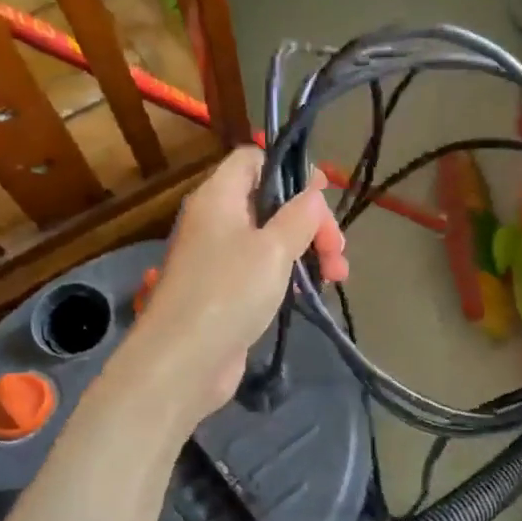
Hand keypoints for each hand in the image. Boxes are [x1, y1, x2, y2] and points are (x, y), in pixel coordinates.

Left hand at [111, 147, 347, 425]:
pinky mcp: (227, 293)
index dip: (290, 169)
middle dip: (311, 223)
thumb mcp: (274, 248)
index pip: (253, 160)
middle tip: (337, 251)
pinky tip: (309, 295)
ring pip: (272, 241)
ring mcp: (220, 259)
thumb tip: (313, 194)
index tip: (324, 194)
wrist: (184, 361)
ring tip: (336, 277)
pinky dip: (289, 277)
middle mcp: (217, 222)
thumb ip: (299, 216)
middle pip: (271, 203)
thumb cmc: (229, 292)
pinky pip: (264, 272)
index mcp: (219, 197)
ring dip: (307, 252)